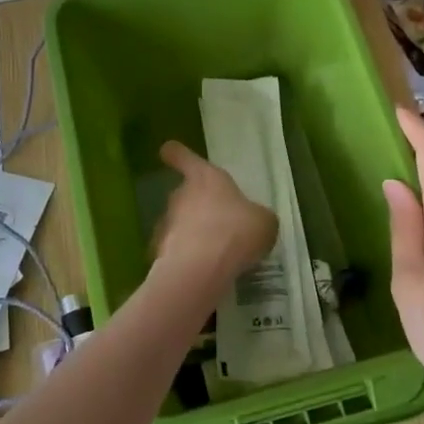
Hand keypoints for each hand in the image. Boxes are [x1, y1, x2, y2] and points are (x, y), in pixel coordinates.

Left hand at [152, 140, 276, 291]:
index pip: (183, 157)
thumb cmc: (236, 231)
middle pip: (183, 194)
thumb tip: (254, 221)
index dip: (177, 154)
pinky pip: (174, 251)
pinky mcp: (158, 252)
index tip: (169, 152)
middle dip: (197, 207)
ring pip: (178, 223)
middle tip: (218, 224)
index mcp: (205, 178)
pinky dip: (184, 258)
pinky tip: (201, 272)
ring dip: (191, 233)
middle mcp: (180, 195)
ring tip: (213, 254)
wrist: (201, 269)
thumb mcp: (264, 222)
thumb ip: (257, 217)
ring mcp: (166, 224)